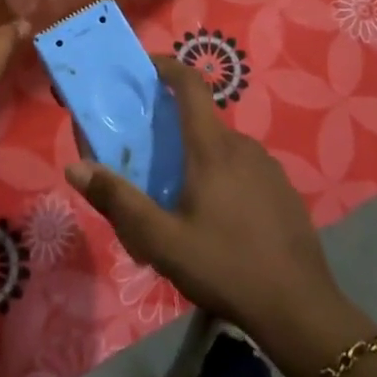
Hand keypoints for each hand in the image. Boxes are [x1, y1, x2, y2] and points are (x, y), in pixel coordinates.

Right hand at [66, 58, 345, 345]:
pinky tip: (217, 219)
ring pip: (223, 148)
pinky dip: (223, 177)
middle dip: (173, 128)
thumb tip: (76, 167)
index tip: (144, 68)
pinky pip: (243, 170)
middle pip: (202, 120)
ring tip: (178, 197)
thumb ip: (119, 202)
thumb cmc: (226, 267)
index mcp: (212, 148)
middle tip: (148, 158)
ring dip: (198, 158)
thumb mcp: (162, 242)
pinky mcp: (283, 191)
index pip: (190, 85)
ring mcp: (269, 167)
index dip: (167, 66)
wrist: (300, 309)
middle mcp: (242, 146)